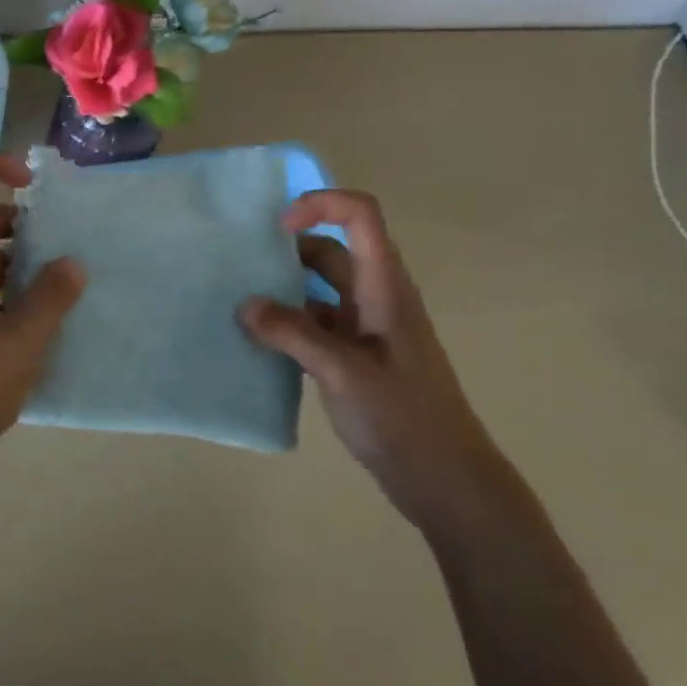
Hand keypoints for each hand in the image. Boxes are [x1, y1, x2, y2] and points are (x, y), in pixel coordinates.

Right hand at [240, 190, 505, 530]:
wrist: (445, 479)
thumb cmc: (403, 418)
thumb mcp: (343, 372)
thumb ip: (293, 334)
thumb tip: (246, 305)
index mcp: (384, 288)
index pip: (361, 217)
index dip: (321, 205)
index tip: (278, 228)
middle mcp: (376, 298)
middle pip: (334, 250)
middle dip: (290, 249)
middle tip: (242, 264)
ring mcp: (367, 329)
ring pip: (322, 290)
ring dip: (285, 289)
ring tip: (241, 301)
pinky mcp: (356, 358)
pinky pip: (316, 324)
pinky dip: (289, 324)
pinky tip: (260, 341)